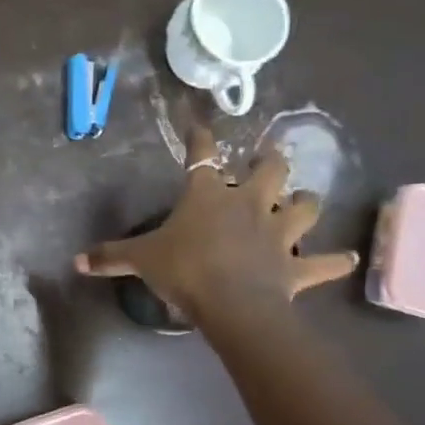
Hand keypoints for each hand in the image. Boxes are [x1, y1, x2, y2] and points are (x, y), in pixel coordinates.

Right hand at [74, 123, 358, 326]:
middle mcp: (249, 203)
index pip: (201, 155)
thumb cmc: (185, 270)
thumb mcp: (141, 260)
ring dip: (306, 203)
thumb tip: (76, 261)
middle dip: (271, 161)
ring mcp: (278, 233)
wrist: (231, 302)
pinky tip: (348, 258)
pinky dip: (336, 261)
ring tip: (305, 203)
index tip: (199, 122)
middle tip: (270, 159)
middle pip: (270, 170)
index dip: (200, 136)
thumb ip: (111, 257)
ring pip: (304, 206)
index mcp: (208, 196)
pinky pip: (324, 262)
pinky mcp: (296, 265)